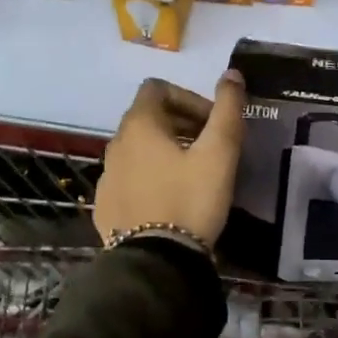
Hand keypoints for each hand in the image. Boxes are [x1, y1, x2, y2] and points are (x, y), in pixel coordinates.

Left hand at [94, 73, 245, 246]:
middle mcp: (115, 145)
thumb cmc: (190, 200)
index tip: (212, 123)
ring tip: (193, 175)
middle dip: (181, 124)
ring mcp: (106, 177)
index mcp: (139, 126)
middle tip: (210, 148)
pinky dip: (150, 178)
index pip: (157, 88)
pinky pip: (129, 179)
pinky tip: (170, 201)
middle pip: (148, 118)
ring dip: (165, 151)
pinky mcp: (105, 206)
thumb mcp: (219, 153)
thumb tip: (232, 73)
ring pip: (138, 150)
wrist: (155, 264)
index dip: (189, 97)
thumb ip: (228, 109)